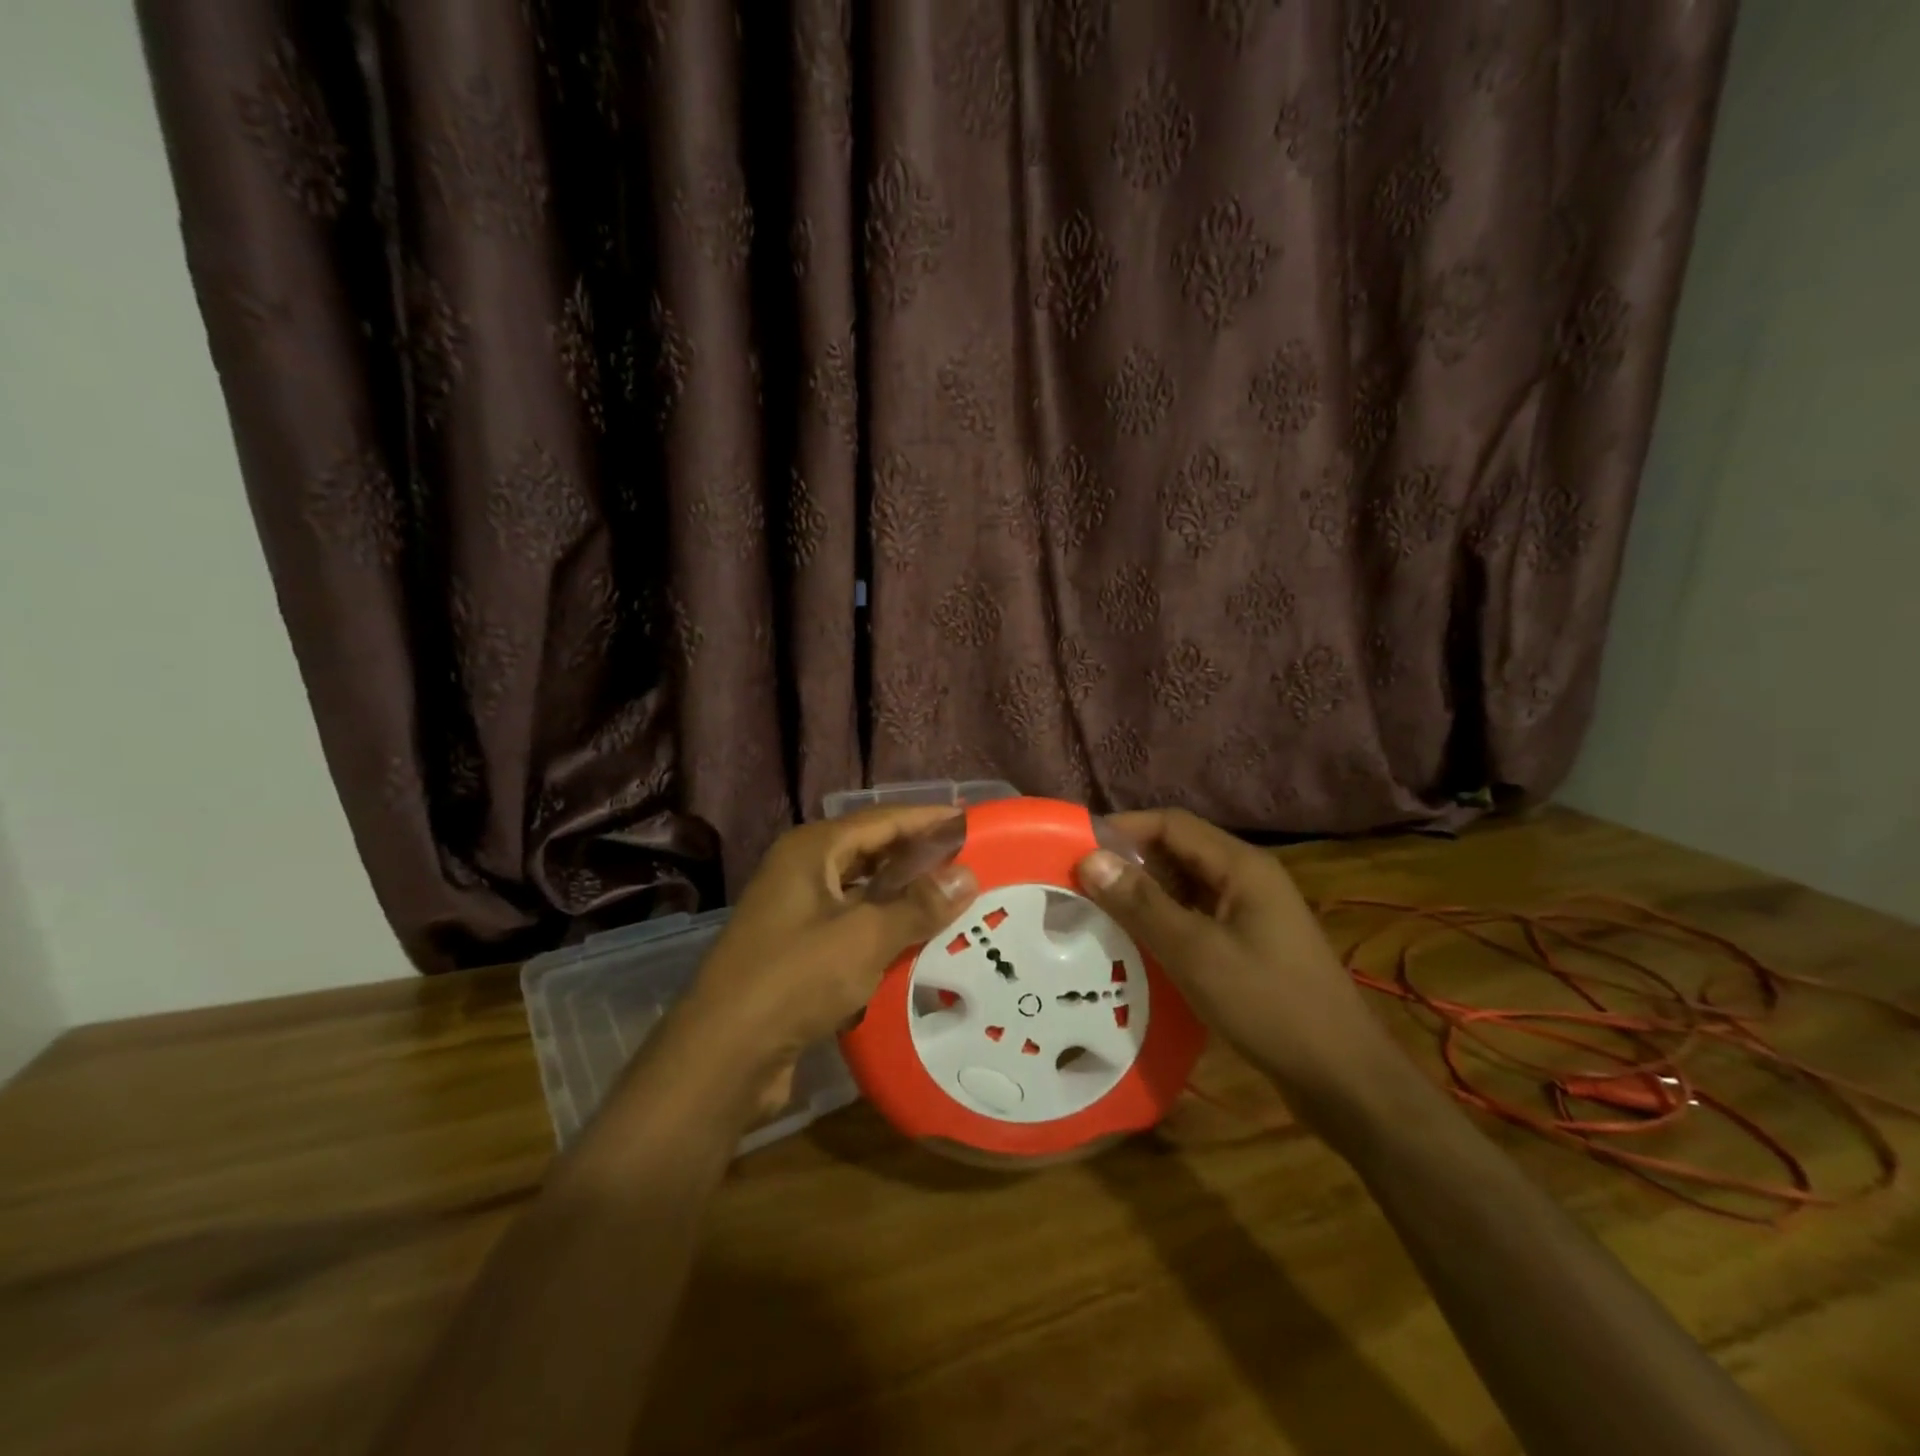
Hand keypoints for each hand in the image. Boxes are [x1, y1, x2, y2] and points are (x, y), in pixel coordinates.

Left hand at [672, 807, 977, 1119]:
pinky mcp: (798, 952)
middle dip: (919, 859)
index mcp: (812, 850)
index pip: (882, 820)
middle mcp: (802, 872)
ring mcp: (796, 913)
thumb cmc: (794, 979)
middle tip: (971, 864)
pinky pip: (852, 929)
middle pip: (872, 853)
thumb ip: (918, 905)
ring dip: (904, 899)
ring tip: (954, 902)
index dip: (928, 819)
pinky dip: (884, 932)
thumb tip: (967, 876)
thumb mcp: (865, 937)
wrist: (723, 1056)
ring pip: (863, 894)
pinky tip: (918, 946)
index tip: (972, 820)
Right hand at [1075, 808, 1414, 1127]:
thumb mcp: (1195, 952)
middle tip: (1080, 884)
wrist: (1342, 1077)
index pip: (1171, 824)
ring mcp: (1251, 913)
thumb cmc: (1268, 1005)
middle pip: (1179, 851)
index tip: (1076, 847)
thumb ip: (1142, 903)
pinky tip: (1136, 944)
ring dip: (1144, 894)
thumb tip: (1091, 859)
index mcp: (1241, 866)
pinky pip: (1197, 916)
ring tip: (1097, 912)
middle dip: (1129, 862)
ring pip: (1186, 886)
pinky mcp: (1249, 944)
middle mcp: (1247, 879)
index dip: (1123, 828)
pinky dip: (1164, 921)